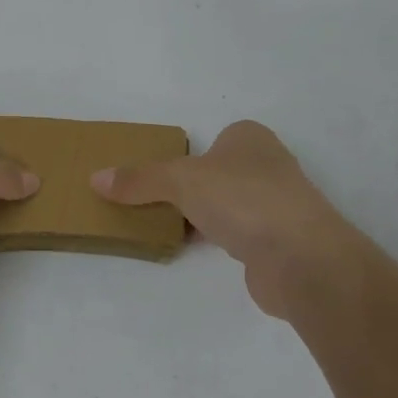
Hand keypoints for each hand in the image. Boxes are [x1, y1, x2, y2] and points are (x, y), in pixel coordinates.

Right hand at [91, 121, 359, 317]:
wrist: (302, 259)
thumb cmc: (242, 199)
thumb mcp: (179, 181)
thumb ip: (139, 180)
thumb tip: (95, 179)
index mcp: (249, 138)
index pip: (211, 140)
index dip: (184, 156)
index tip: (155, 175)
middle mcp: (268, 166)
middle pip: (216, 173)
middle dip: (189, 188)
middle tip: (151, 200)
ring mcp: (278, 206)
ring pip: (227, 205)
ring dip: (203, 216)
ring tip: (163, 226)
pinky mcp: (280, 243)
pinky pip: (238, 235)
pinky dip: (217, 240)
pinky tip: (193, 249)